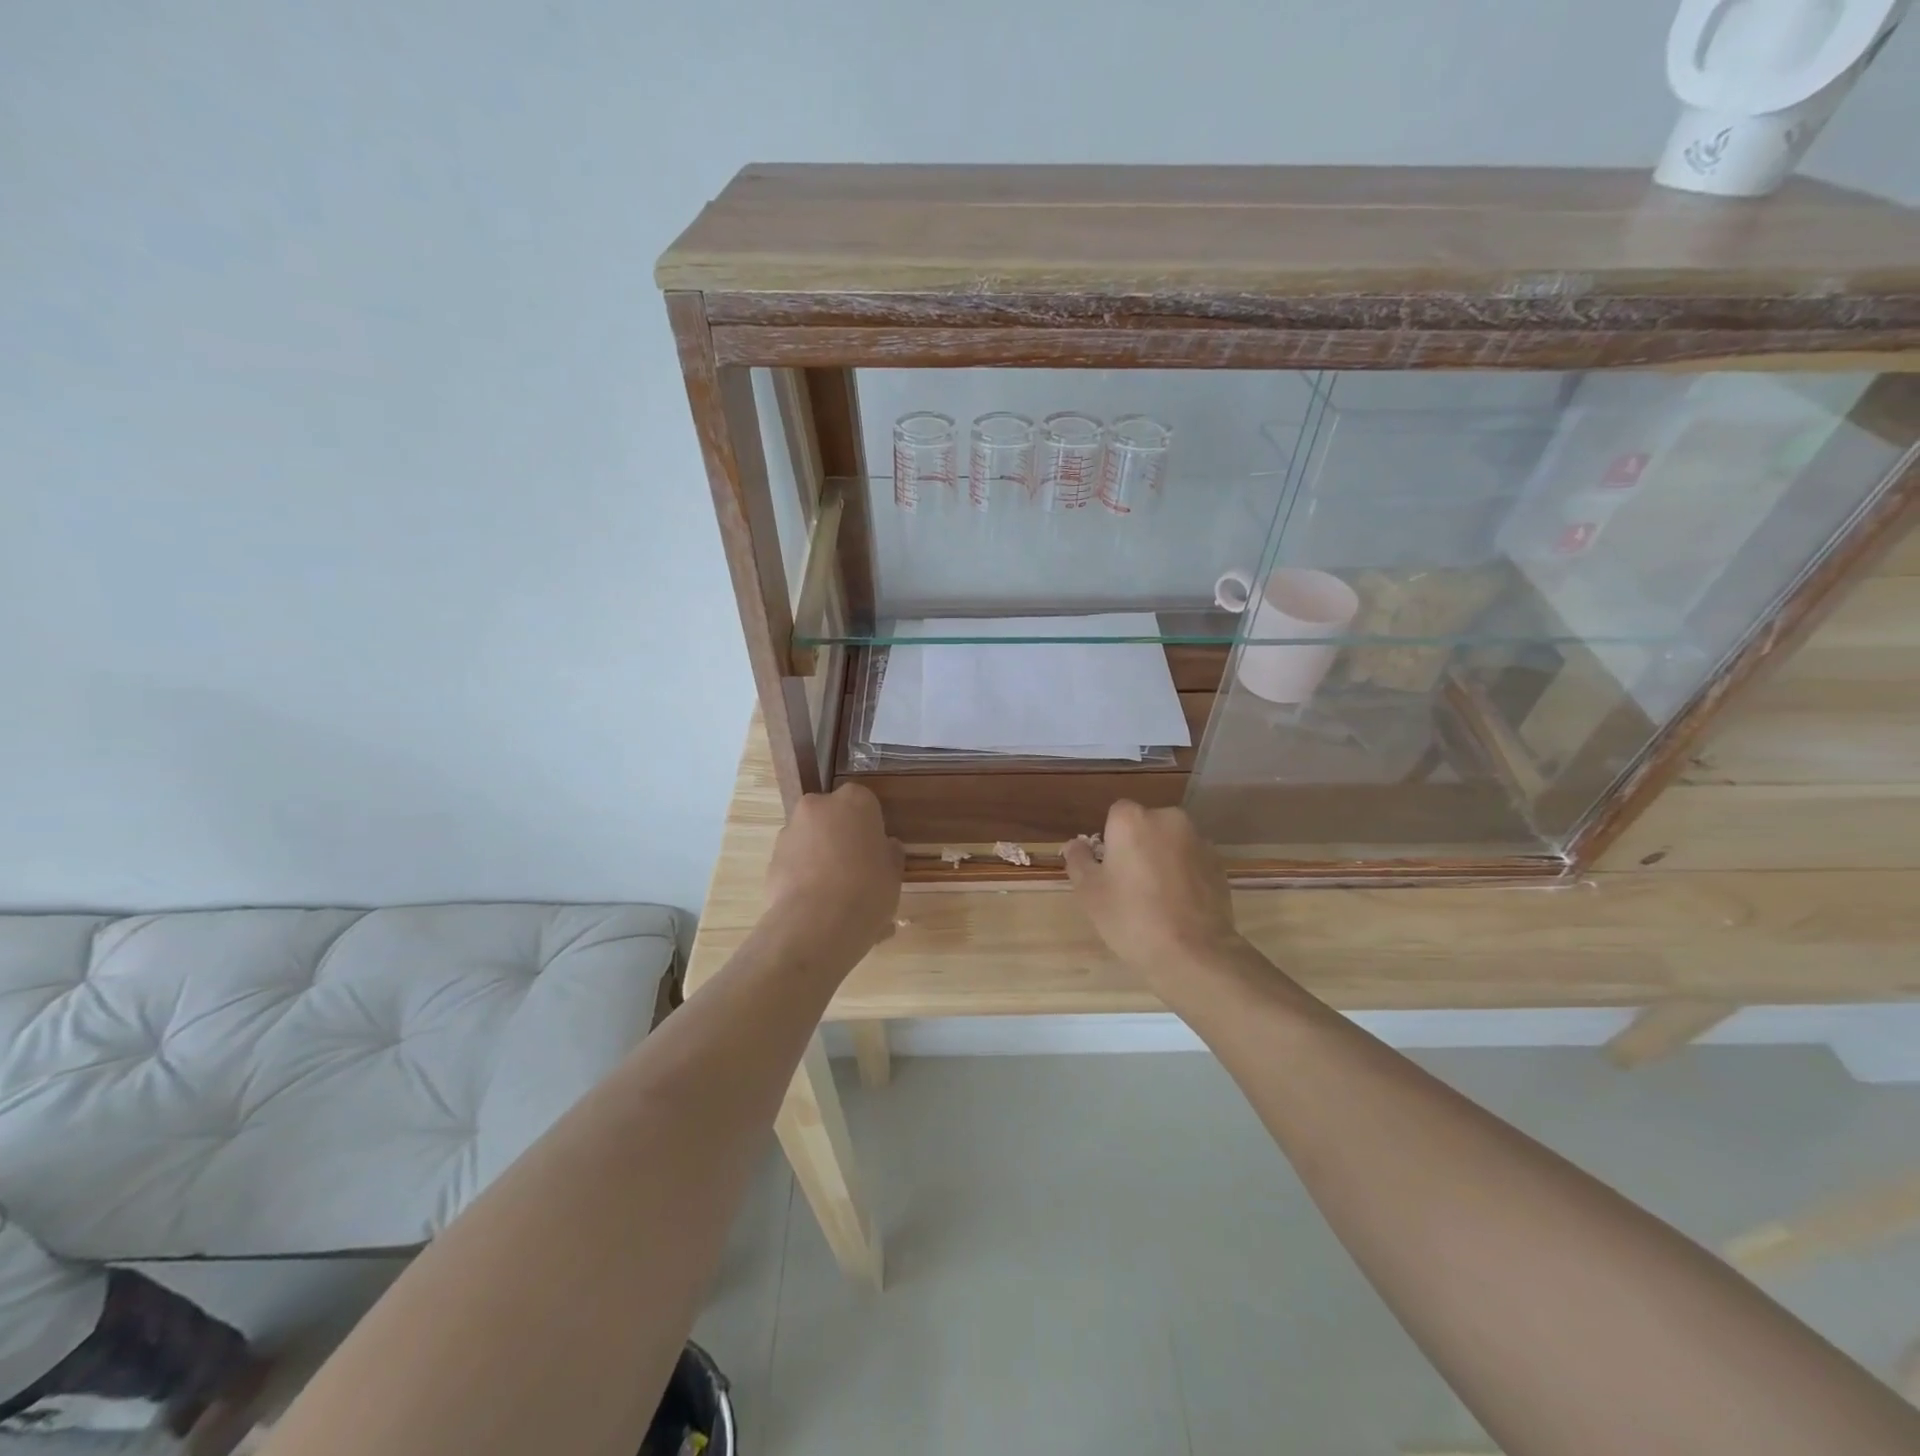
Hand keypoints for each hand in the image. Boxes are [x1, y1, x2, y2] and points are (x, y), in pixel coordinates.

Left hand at [763, 784, 903, 974]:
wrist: (816, 924)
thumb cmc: (867, 890)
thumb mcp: (893, 874)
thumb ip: (889, 854)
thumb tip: (885, 848)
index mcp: (854, 801)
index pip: (865, 803)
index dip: (870, 828)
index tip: (875, 851)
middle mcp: (818, 806)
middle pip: (833, 817)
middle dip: (841, 837)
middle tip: (856, 870)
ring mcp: (790, 831)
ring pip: (811, 839)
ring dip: (820, 856)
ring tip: (833, 895)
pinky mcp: (771, 859)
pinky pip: (794, 862)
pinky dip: (803, 876)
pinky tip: (816, 905)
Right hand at [1064, 801, 1243, 995]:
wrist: (1194, 952)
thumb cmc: (1131, 917)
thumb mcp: (1089, 892)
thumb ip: (1078, 860)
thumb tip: (1077, 844)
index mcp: (1132, 820)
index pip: (1115, 815)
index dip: (1109, 841)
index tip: (1108, 870)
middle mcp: (1167, 819)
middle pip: (1145, 826)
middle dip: (1137, 847)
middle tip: (1130, 885)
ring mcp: (1198, 840)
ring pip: (1170, 843)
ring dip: (1162, 859)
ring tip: (1158, 899)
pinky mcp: (1219, 864)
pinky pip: (1191, 861)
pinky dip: (1184, 874)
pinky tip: (1179, 905)